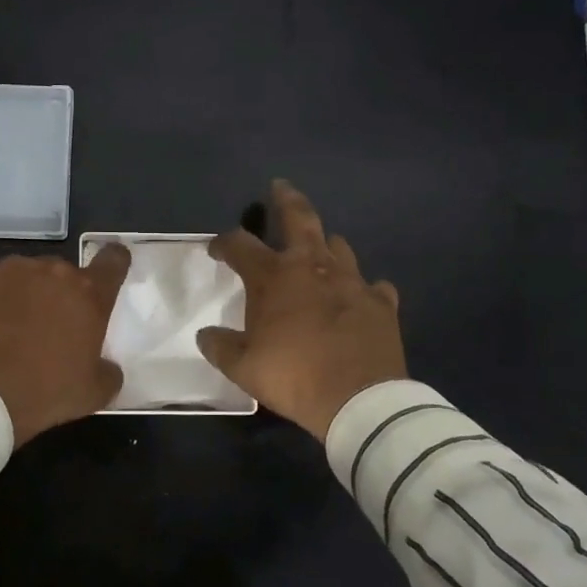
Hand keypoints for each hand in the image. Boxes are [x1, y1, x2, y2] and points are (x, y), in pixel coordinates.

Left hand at [0, 247, 131, 445]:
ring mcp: (10, 271)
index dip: (114, 263)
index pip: (113, 261)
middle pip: (64, 272)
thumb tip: (107, 367)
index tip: (110, 272)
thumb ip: (108, 372)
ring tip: (14, 324)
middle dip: (62, 293)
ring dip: (26, 291)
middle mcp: (52, 271)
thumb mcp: (93, 393)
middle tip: (53, 326)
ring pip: (26, 273)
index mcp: (89, 293)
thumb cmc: (46, 390)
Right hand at [196, 180, 406, 440]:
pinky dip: (365, 288)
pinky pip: (374, 287)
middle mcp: (312, 267)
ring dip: (326, 244)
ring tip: (321, 246)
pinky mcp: (381, 303)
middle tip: (280, 186)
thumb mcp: (243, 368)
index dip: (224, 243)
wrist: (359, 399)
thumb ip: (221, 347)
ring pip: (339, 246)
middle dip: (286, 199)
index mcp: (274, 277)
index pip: (240, 245)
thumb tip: (205, 335)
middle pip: (299, 218)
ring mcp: (352, 281)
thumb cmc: (293, 377)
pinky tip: (363, 296)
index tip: (216, 248)